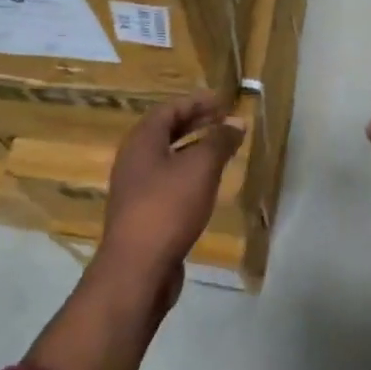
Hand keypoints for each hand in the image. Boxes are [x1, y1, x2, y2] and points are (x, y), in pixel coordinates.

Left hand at [96, 93, 244, 307]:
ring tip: (222, 148)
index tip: (223, 101)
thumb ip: (219, 141)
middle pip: (166, 131)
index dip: (196, 102)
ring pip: (167, 157)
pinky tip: (208, 184)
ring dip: (194, 148)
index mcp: (141, 142)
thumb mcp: (200, 168)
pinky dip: (189, 173)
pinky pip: (168, 181)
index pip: (169, 109)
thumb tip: (236, 122)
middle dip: (196, 123)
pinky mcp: (144, 213)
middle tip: (225, 120)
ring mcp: (136, 188)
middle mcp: (134, 160)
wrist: (138, 268)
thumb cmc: (168, 208)